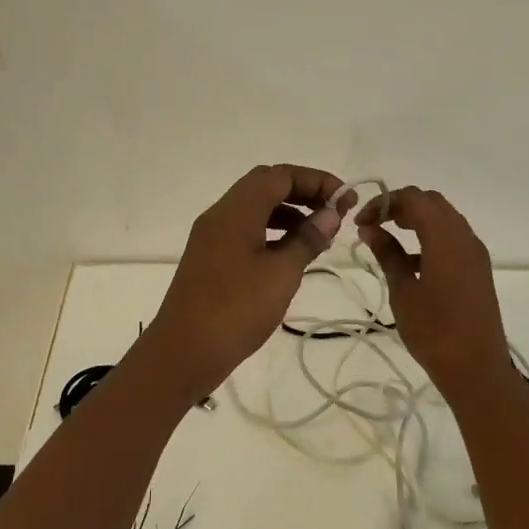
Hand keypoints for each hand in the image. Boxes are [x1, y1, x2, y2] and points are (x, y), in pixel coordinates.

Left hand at [146, 164, 350, 387]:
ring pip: (254, 207)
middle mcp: (220, 215)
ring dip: (288, 211)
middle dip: (303, 192)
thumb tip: (331, 213)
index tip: (345, 200)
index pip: (280, 175)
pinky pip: (245, 229)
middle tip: (333, 213)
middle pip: (266, 185)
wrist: (183, 353)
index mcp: (236, 211)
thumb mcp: (281, 274)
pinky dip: (271, 231)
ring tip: (318, 235)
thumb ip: (308, 238)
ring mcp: (211, 236)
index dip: (316, 181)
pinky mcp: (210, 257)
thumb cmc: (236, 310)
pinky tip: (290, 253)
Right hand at [356, 186, 513, 391]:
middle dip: (400, 206)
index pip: (413, 198)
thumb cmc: (434, 331)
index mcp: (445, 237)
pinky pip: (453, 239)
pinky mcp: (478, 269)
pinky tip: (410, 263)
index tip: (361, 222)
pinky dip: (430, 238)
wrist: (477, 368)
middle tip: (373, 225)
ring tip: (387, 239)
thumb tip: (370, 228)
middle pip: (431, 203)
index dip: (384, 202)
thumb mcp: (403, 291)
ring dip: (416, 221)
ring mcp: (475, 252)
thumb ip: (387, 254)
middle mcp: (465, 236)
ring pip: (444, 219)